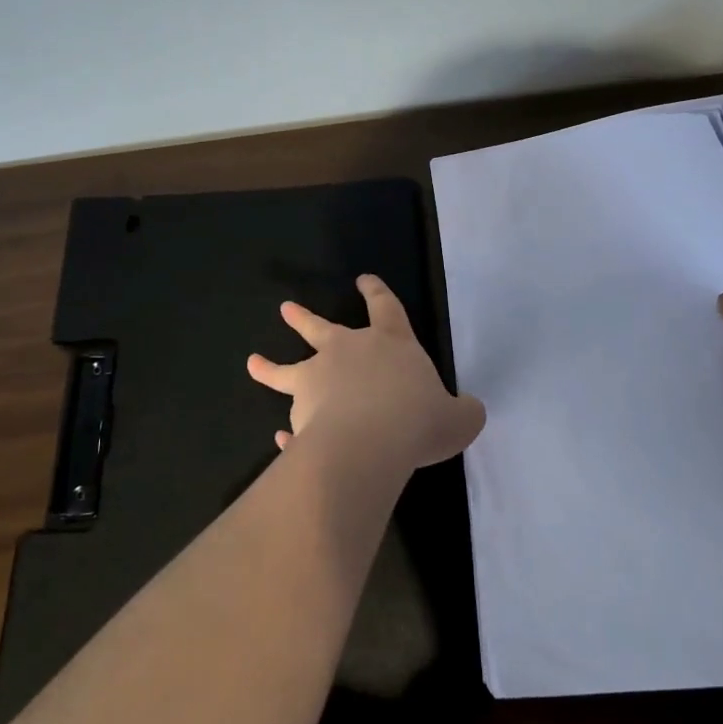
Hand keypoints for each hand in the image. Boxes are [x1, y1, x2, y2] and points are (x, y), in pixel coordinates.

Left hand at [246, 274, 485, 472]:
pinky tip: (279, 441)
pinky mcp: (299, 413)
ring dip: (269, 367)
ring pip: (287, 369)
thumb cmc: (417, 420)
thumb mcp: (458, 419)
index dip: (376, 291)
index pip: (385, 307)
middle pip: (321, 328)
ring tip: (252, 362)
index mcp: (390, 343)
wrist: (369, 443)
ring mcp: (317, 380)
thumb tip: (470, 411)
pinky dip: (287, 434)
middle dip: (304, 318)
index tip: (363, 280)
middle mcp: (348, 352)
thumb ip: (464, 412)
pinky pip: (291, 425)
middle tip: (286, 309)